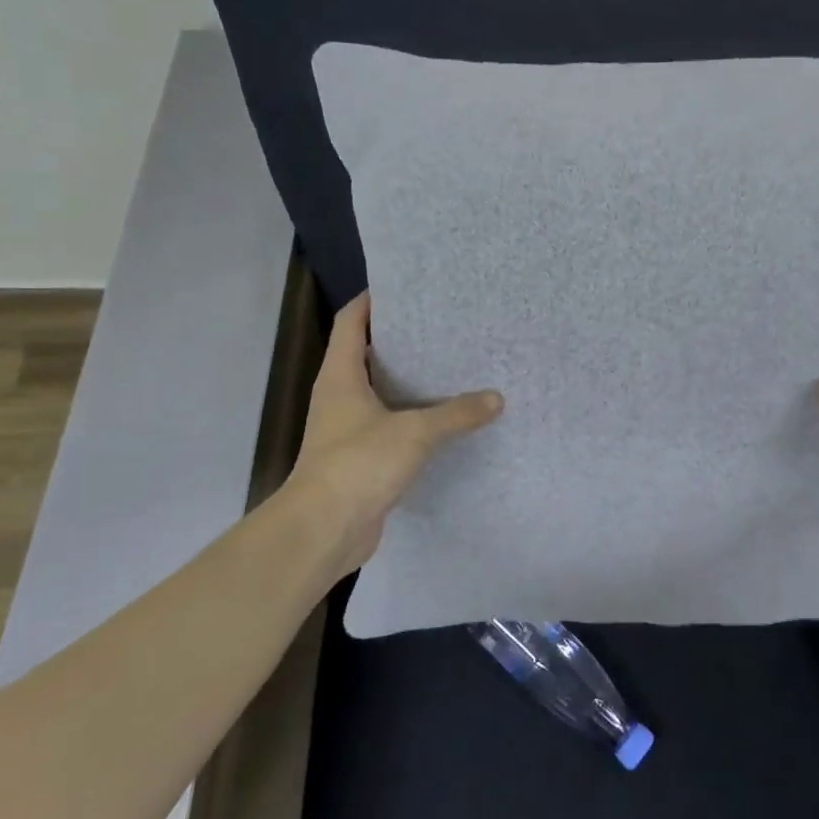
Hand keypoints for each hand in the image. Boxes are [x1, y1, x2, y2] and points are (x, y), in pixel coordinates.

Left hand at [283, 290, 503, 572]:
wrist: (323, 531)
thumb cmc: (358, 464)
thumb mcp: (414, 432)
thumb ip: (456, 413)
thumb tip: (496, 399)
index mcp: (340, 376)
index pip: (351, 321)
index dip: (373, 300)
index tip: (408, 287)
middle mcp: (339, 396)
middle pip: (366, 354)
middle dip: (402, 339)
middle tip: (444, 327)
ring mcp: (347, 430)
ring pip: (380, 392)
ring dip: (409, 381)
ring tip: (452, 367)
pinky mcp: (360, 459)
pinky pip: (390, 426)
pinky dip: (413, 418)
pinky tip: (445, 419)